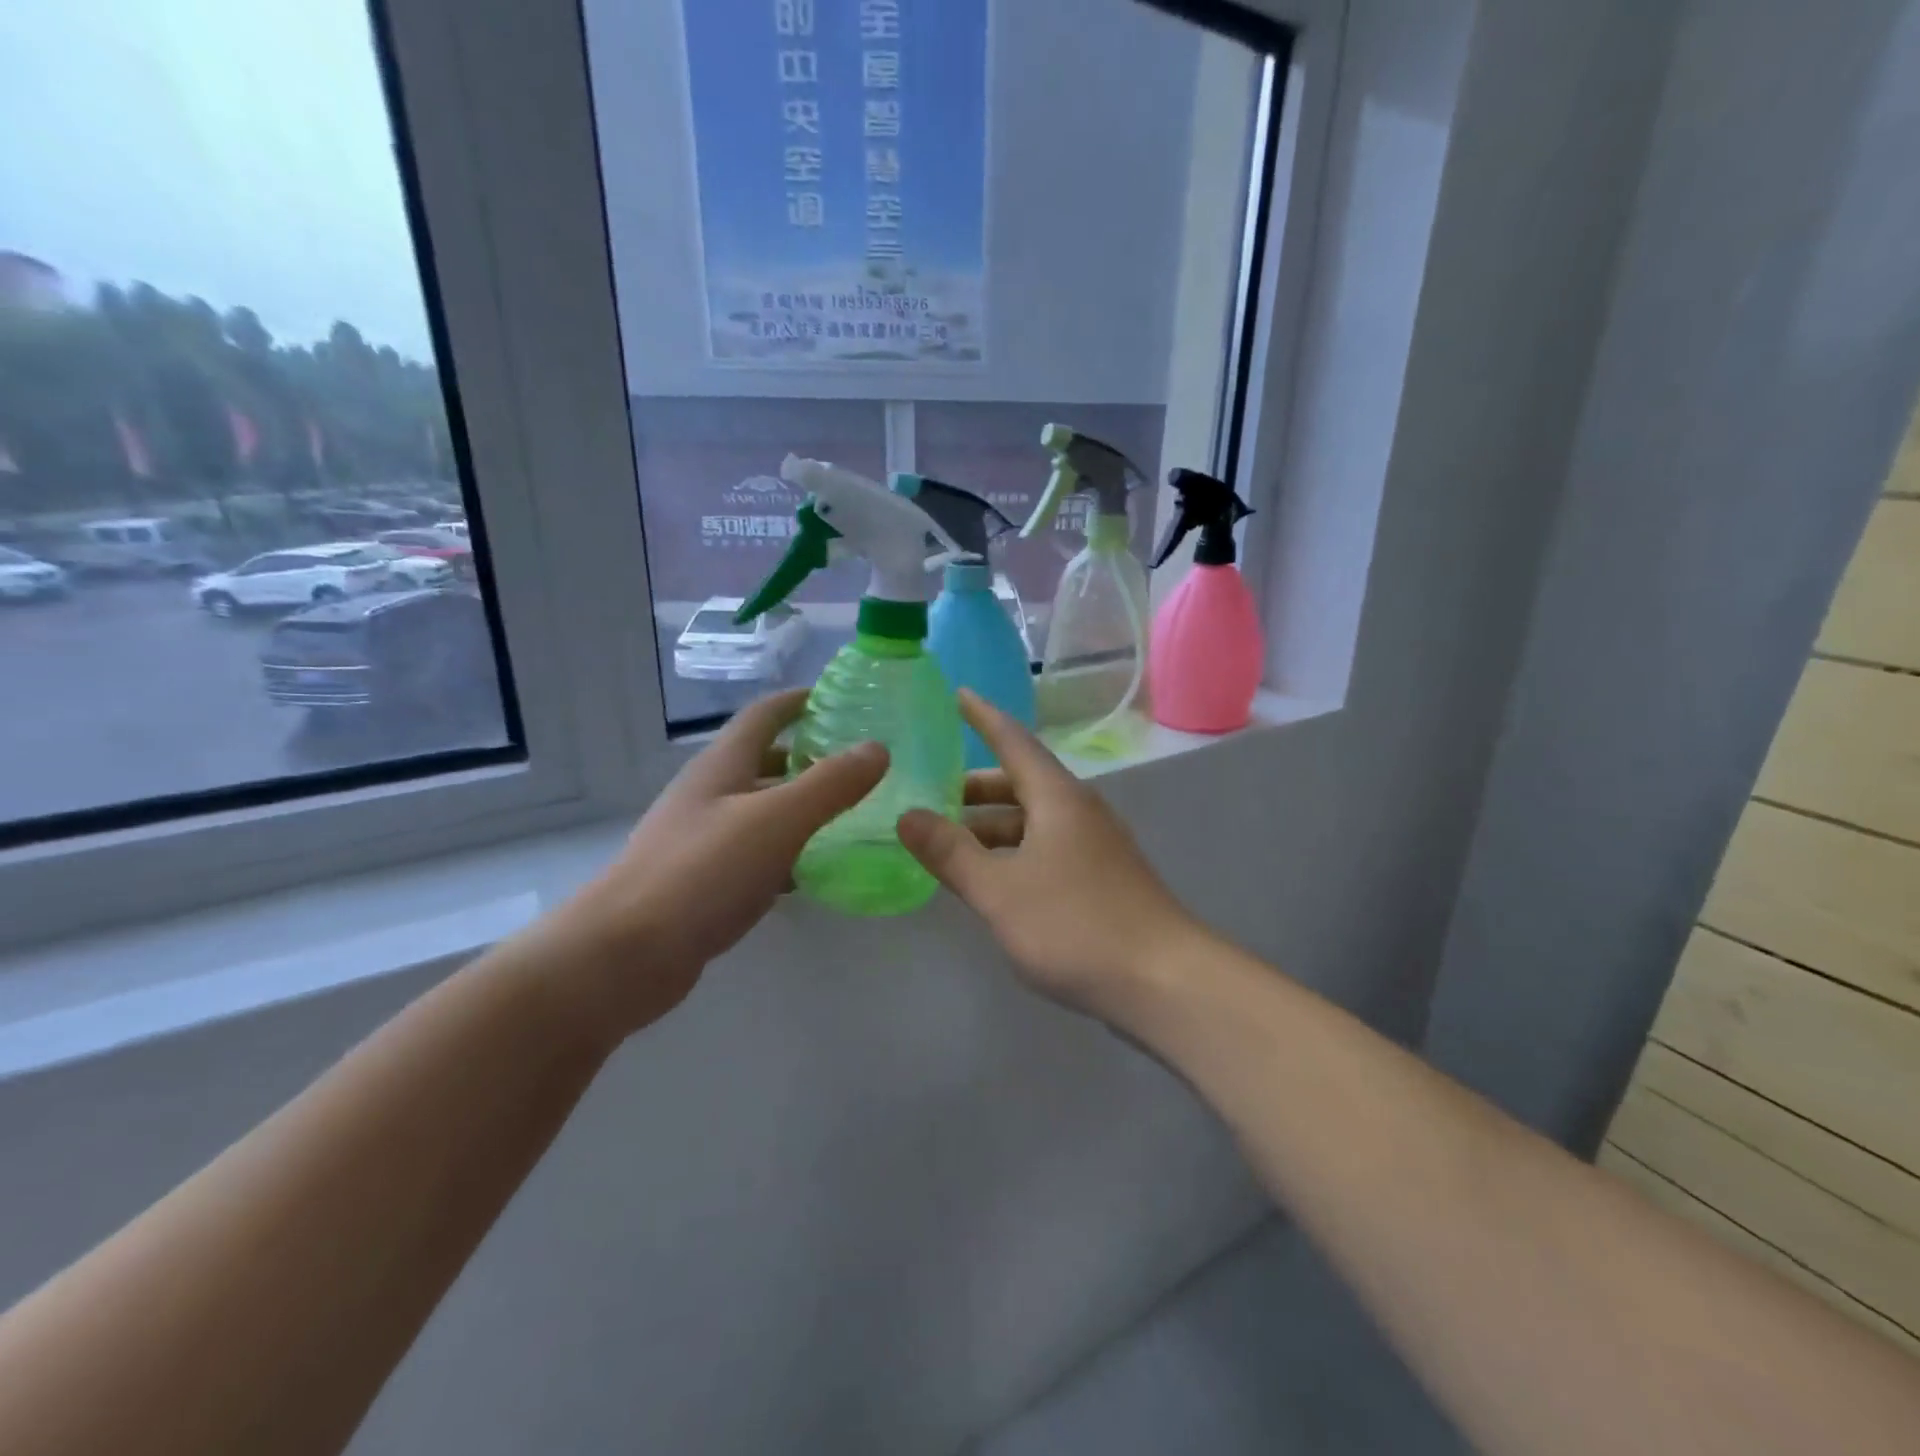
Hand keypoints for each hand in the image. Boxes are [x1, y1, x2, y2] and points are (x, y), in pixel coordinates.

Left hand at [548, 689, 887, 1034]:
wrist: (626, 954)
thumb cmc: (703, 871)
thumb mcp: (777, 820)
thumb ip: (830, 784)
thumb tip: (877, 748)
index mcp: (722, 765)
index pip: (764, 715)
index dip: (801, 701)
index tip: (843, 700)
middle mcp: (709, 793)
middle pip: (763, 760)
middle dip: (809, 756)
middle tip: (860, 765)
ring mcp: (702, 838)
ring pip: (761, 808)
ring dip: (800, 805)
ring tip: (850, 813)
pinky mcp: (702, 879)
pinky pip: (754, 851)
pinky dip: (786, 850)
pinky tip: (813, 869)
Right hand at [897, 690, 1199, 1016]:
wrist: (1165, 982)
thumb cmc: (1076, 926)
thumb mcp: (1001, 890)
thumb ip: (951, 853)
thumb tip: (908, 815)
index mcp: (1057, 798)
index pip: (1013, 741)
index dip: (983, 717)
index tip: (957, 694)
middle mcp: (1079, 812)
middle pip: (1020, 784)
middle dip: (975, 787)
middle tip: (930, 794)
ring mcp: (1095, 847)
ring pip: (1033, 821)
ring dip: (992, 826)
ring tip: (949, 843)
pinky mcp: (1102, 879)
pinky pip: (1046, 849)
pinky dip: (1013, 852)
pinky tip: (993, 879)